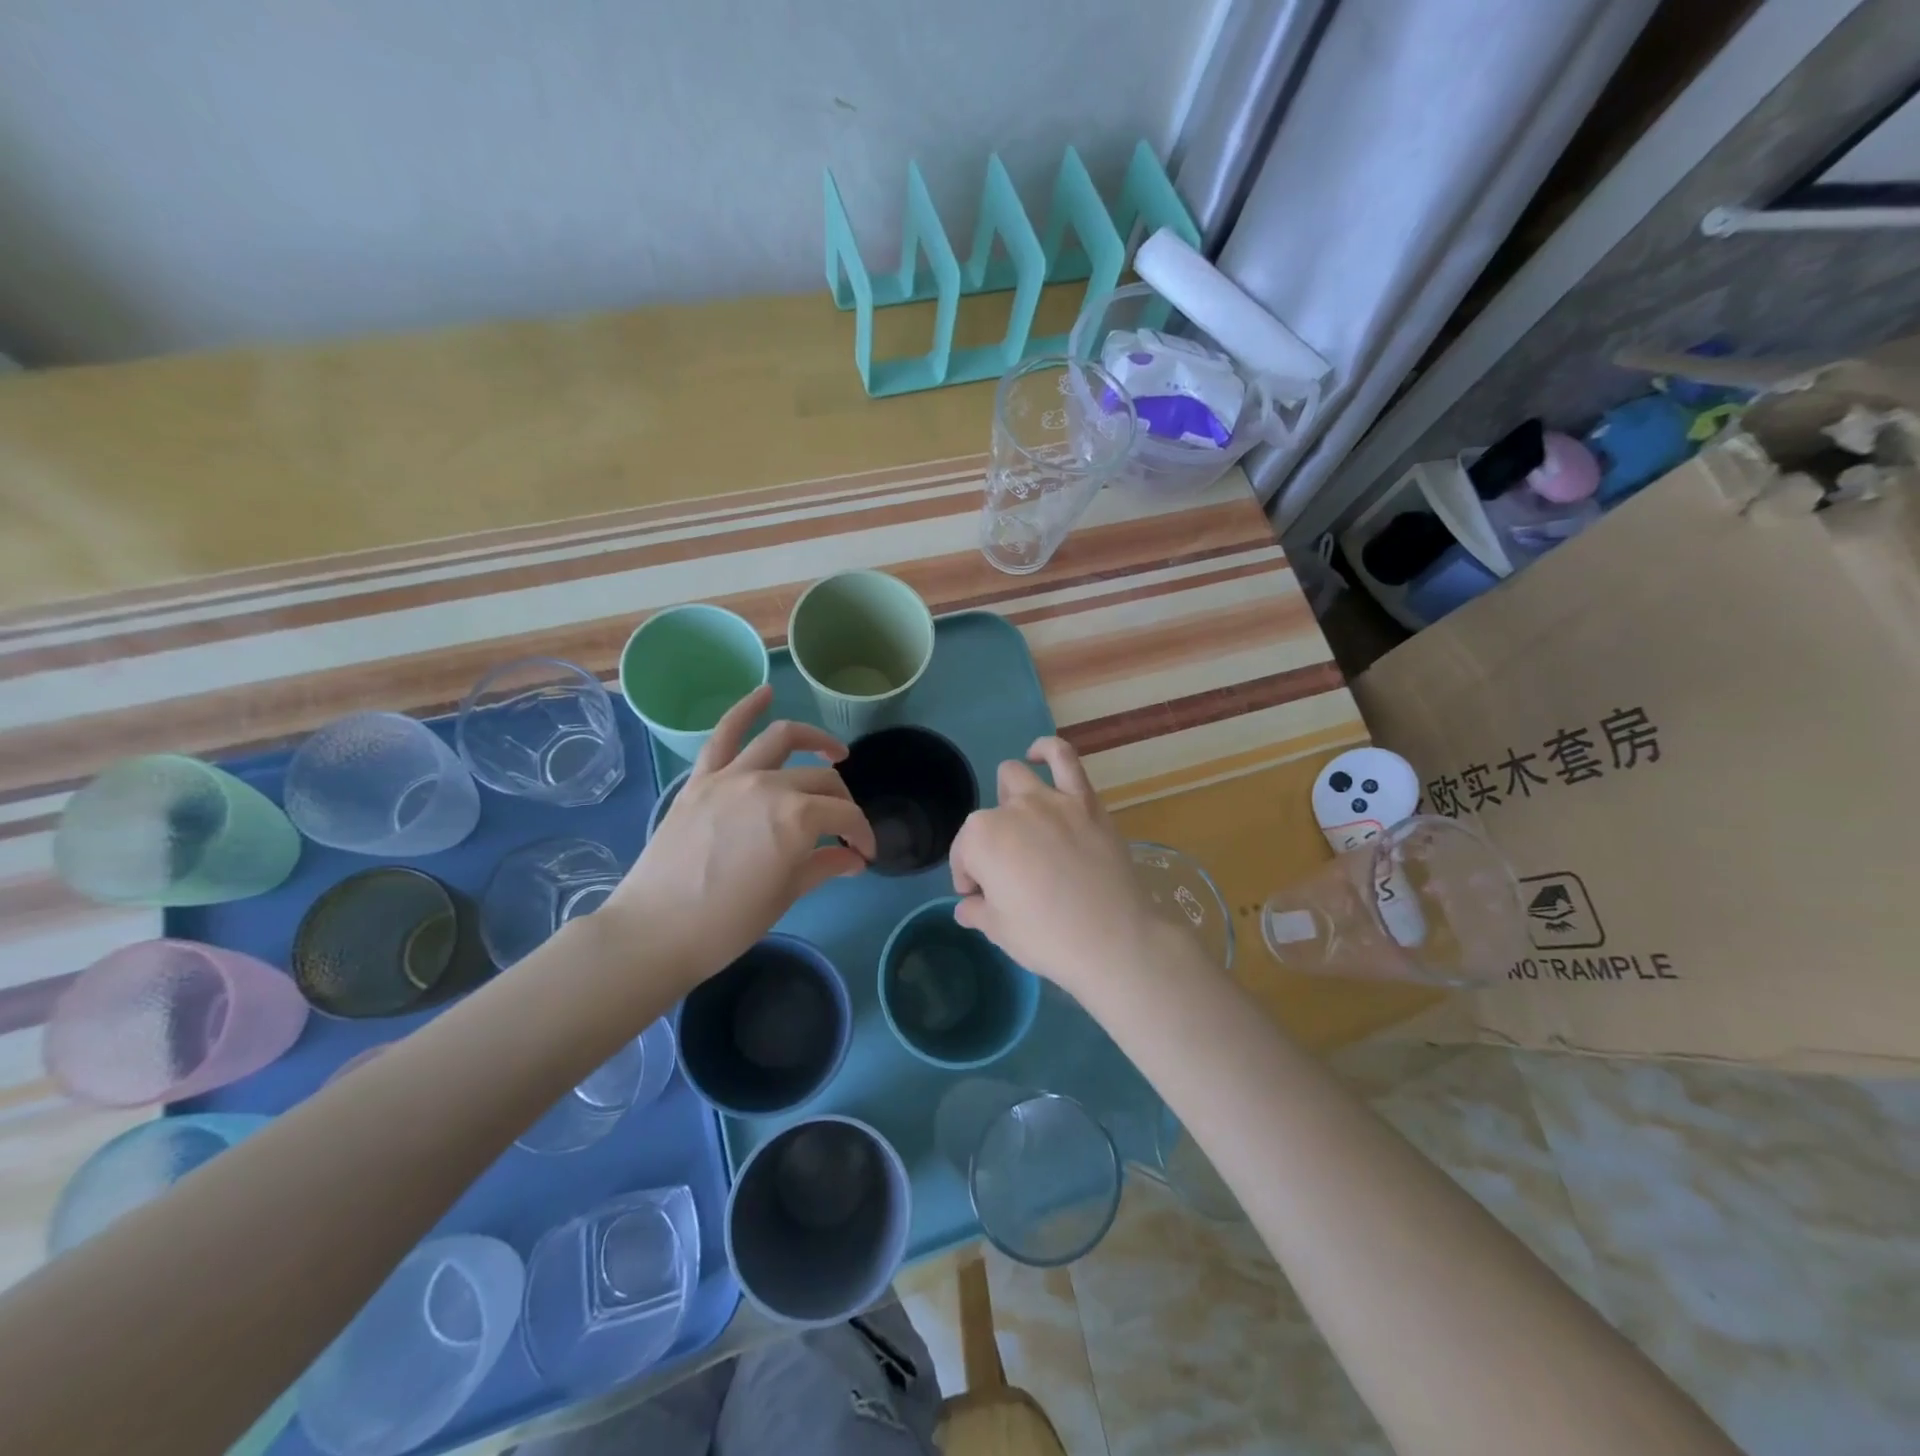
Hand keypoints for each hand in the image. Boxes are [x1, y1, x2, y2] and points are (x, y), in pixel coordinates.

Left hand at [607, 685, 876, 988]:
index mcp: (798, 819)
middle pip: (821, 780)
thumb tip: (854, 858)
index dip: (862, 834)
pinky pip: (724, 734)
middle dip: (842, 803)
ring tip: (833, 750)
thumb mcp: (786, 896)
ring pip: (782, 740)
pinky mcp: (701, 779)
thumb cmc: (727, 924)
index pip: (845, 816)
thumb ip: (825, 866)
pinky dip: (746, 709)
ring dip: (814, 739)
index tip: (864, 854)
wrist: (655, 931)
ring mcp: (732, 776)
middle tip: (844, 827)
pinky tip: (764, 693)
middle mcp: (769, 785)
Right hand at [949, 737, 1167, 996]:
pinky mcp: (1085, 800)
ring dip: (1009, 797)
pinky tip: (1038, 755)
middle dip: (989, 844)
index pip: (964, 855)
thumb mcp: (1000, 931)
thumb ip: (977, 911)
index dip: (969, 879)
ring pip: (1015, 778)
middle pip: (987, 820)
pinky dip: (1047, 750)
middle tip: (1008, 873)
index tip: (979, 899)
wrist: (1113, 940)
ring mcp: (1050, 800)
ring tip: (1021, 822)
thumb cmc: (1048, 938)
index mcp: (981, 839)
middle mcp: (1011, 810)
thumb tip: (966, 907)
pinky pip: (1064, 757)